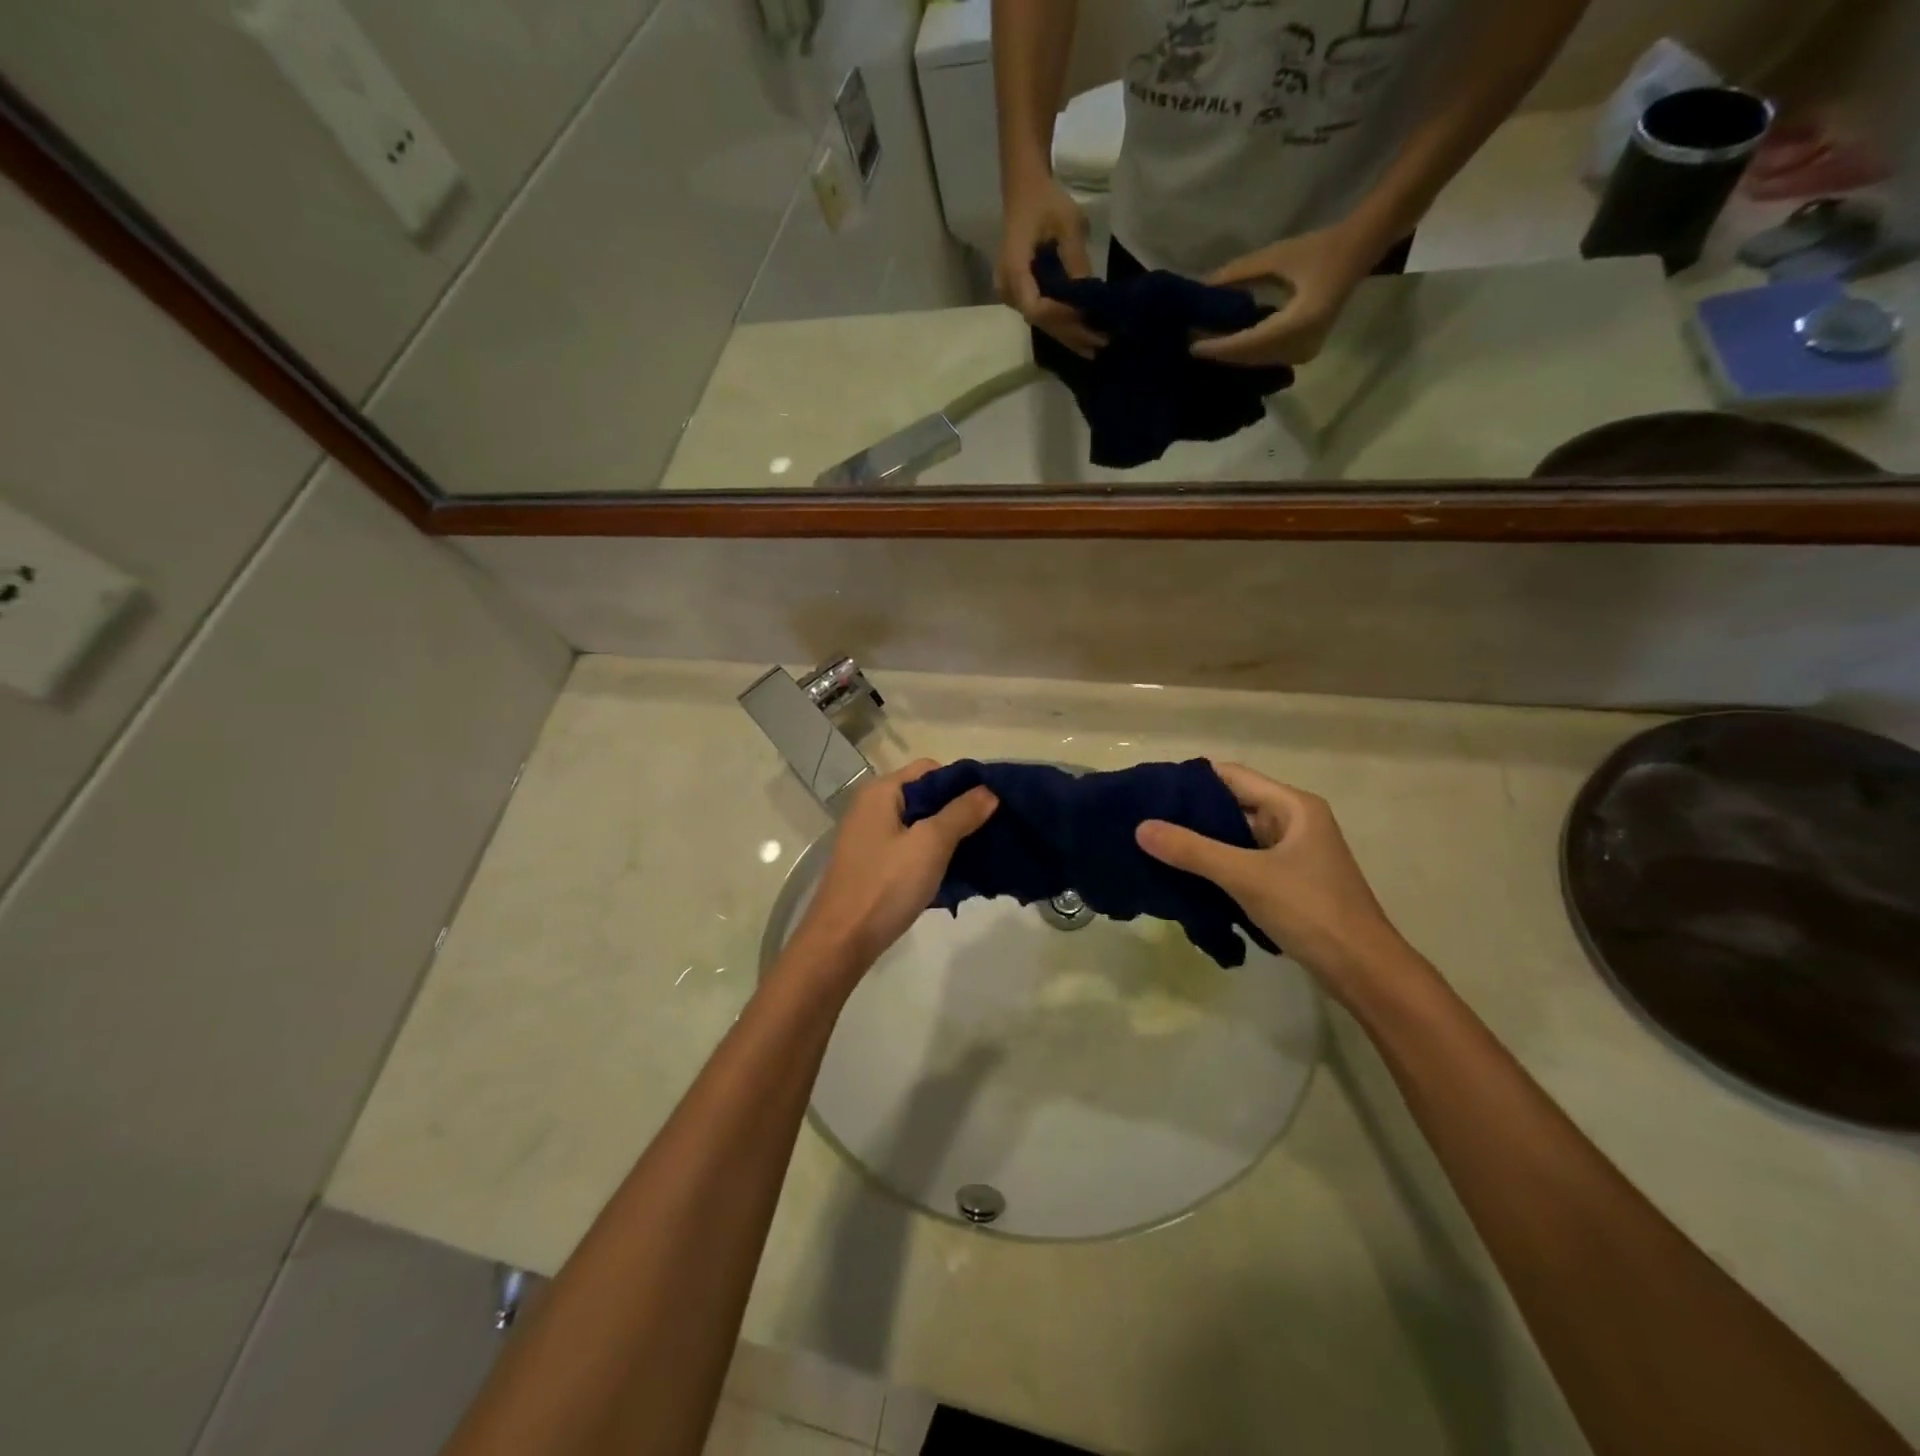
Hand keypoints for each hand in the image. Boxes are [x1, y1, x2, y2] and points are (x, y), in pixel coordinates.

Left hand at [786, 760, 997, 982]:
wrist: (842, 941)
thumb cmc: (885, 885)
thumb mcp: (930, 844)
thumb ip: (961, 813)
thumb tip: (990, 790)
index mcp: (882, 792)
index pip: (931, 769)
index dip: (963, 783)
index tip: (992, 805)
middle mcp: (872, 806)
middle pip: (926, 796)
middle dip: (958, 811)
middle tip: (990, 831)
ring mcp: (871, 836)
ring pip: (920, 824)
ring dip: (948, 836)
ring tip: (979, 852)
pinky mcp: (873, 863)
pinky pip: (910, 847)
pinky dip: (932, 855)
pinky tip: (954, 872)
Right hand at [995, 176, 1107, 358]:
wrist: (1024, 192)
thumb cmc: (1046, 201)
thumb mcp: (1068, 222)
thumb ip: (1076, 259)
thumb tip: (1090, 294)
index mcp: (1014, 269)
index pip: (1036, 307)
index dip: (1061, 316)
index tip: (1086, 316)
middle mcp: (1008, 290)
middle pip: (1040, 321)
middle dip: (1072, 333)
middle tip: (1101, 343)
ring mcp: (1011, 296)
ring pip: (1041, 323)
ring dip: (1068, 335)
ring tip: (1095, 346)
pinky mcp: (1020, 296)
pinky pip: (1041, 316)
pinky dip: (1062, 326)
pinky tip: (1081, 336)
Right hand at [1136, 763, 1410, 1002]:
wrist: (1364, 972)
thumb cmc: (1311, 911)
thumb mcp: (1247, 877)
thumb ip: (1192, 851)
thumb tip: (1140, 827)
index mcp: (1293, 807)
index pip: (1231, 777)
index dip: (1190, 781)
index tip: (1150, 791)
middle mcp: (1293, 822)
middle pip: (1232, 805)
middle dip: (1190, 813)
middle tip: (1143, 820)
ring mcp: (1291, 854)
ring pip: (1236, 837)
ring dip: (1201, 842)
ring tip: (1154, 846)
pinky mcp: (1287, 882)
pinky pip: (1243, 862)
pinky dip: (1216, 866)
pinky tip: (1184, 875)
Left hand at [1190, 222, 1377, 367]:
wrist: (1357, 253)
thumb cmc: (1318, 249)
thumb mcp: (1276, 256)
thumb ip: (1238, 273)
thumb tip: (1202, 287)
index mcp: (1300, 323)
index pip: (1249, 343)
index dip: (1219, 347)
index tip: (1191, 346)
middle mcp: (1302, 346)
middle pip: (1250, 359)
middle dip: (1220, 354)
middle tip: (1189, 346)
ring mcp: (1303, 354)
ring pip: (1256, 363)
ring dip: (1230, 357)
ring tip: (1202, 346)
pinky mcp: (1301, 355)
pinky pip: (1265, 361)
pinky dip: (1244, 356)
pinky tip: (1224, 348)